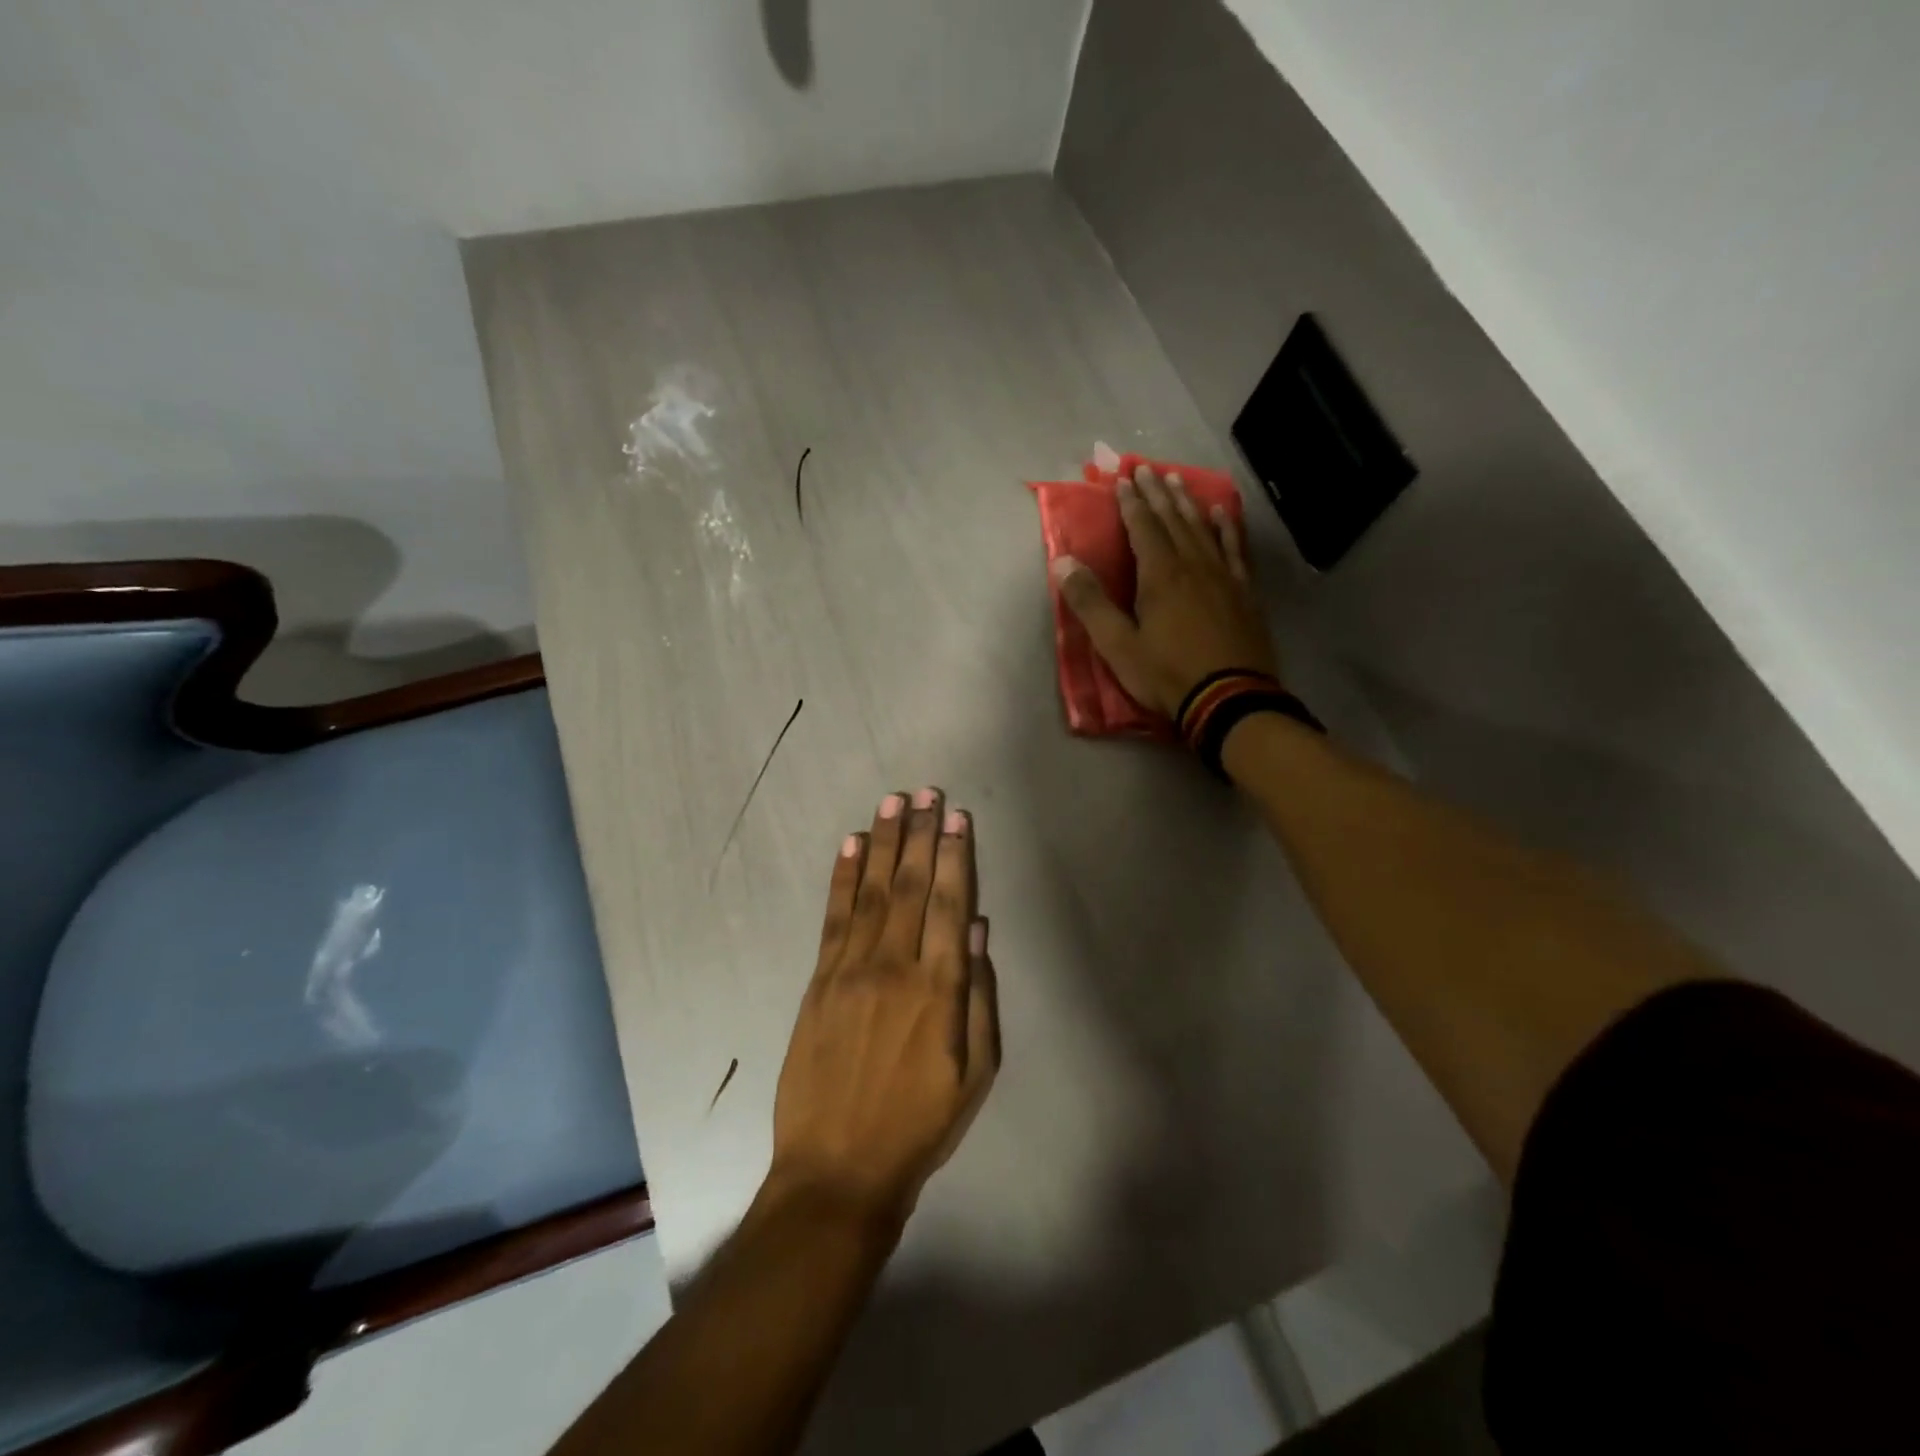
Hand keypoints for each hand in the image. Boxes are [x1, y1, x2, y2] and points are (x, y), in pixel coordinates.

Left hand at [769, 788, 998, 1226]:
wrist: (837, 1169)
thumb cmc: (919, 1125)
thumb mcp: (975, 1074)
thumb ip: (980, 997)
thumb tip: (979, 930)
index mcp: (938, 989)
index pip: (951, 904)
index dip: (956, 856)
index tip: (958, 817)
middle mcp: (894, 967)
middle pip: (912, 886)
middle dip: (922, 834)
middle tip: (928, 791)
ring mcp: (850, 970)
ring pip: (873, 891)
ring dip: (884, 842)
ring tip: (894, 802)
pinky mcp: (818, 981)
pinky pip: (834, 917)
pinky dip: (844, 878)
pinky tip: (852, 845)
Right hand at [1052, 463, 1278, 717]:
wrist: (1229, 698)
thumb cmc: (1166, 674)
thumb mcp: (1117, 645)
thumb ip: (1090, 603)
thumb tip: (1062, 562)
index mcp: (1159, 575)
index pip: (1142, 527)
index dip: (1130, 502)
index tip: (1122, 479)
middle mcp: (1192, 564)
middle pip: (1172, 519)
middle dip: (1156, 493)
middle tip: (1147, 468)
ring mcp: (1222, 576)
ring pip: (1202, 528)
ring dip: (1187, 503)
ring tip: (1177, 480)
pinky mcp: (1243, 591)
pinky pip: (1234, 549)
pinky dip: (1226, 527)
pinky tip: (1222, 513)